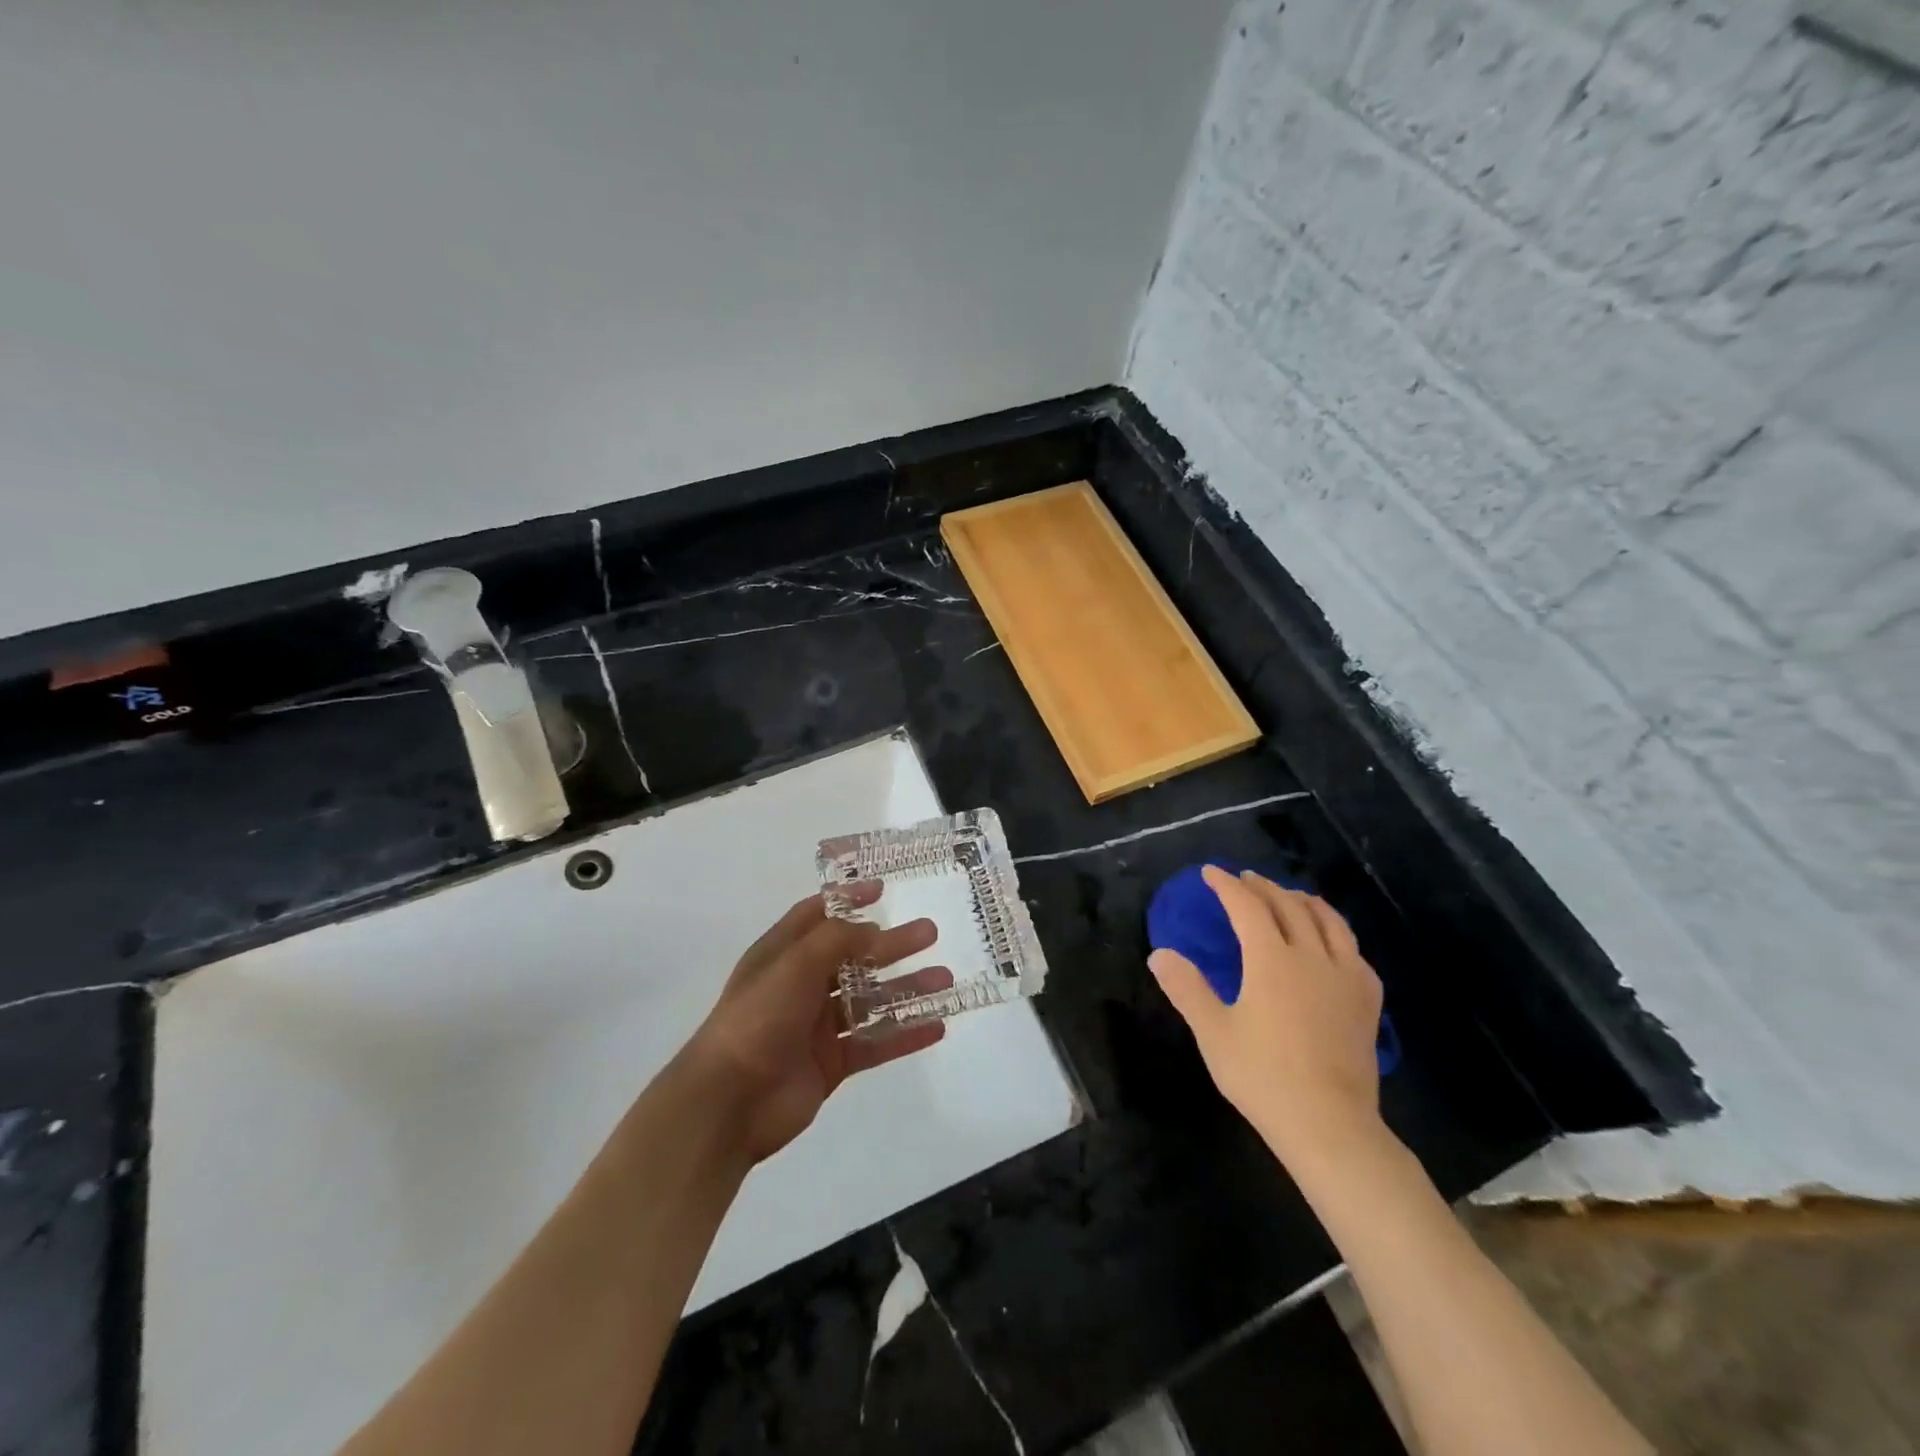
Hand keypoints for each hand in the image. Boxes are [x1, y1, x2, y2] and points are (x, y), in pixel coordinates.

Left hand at [683, 883, 951, 1164]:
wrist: (729, 1103)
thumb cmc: (757, 1019)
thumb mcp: (794, 964)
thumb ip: (836, 941)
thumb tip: (873, 929)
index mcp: (782, 955)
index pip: (817, 916)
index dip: (847, 900)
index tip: (883, 889)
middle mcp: (800, 985)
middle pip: (854, 957)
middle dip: (891, 944)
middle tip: (930, 933)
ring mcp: (816, 1026)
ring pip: (870, 1000)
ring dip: (906, 989)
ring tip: (945, 980)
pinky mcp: (830, 1063)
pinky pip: (874, 1043)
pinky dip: (904, 1034)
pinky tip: (937, 1027)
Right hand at [1150, 867, 1385, 1172]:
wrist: (1329, 1124)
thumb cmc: (1263, 1076)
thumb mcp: (1213, 1032)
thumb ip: (1187, 988)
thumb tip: (1160, 953)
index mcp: (1272, 960)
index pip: (1247, 907)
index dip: (1227, 885)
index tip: (1211, 872)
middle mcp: (1312, 957)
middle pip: (1288, 907)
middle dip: (1264, 887)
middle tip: (1245, 879)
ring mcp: (1346, 978)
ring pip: (1329, 922)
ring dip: (1304, 901)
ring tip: (1291, 895)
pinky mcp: (1367, 1002)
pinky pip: (1355, 952)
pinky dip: (1338, 934)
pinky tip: (1333, 943)